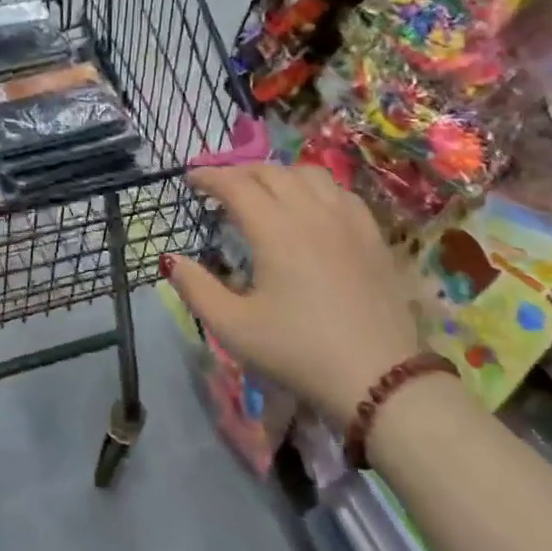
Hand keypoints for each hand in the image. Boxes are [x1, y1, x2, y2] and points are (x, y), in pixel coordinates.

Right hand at [164, 164, 418, 414]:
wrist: (379, 378)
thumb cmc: (298, 351)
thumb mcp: (233, 328)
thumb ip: (196, 288)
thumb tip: (171, 259)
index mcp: (274, 229)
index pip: (235, 184)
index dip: (208, 177)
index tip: (190, 180)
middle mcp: (311, 212)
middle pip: (270, 171)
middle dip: (239, 172)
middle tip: (220, 187)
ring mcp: (347, 220)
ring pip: (308, 174)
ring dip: (278, 174)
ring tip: (264, 191)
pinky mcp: (372, 235)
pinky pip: (339, 192)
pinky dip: (314, 188)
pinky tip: (311, 208)